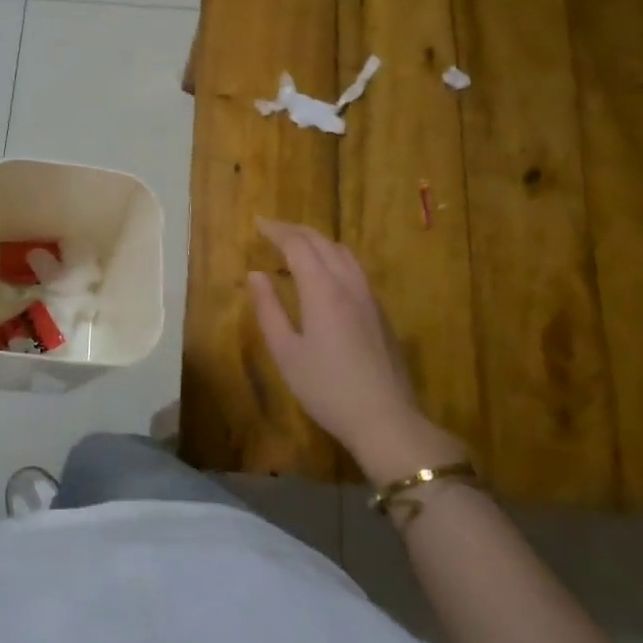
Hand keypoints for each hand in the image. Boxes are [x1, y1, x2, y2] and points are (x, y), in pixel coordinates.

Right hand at [246, 220, 465, 480]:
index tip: (258, 223)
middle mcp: (348, 284)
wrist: (386, 419)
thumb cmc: (327, 388)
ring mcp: (370, 298)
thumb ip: (269, 310)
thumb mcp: (286, 353)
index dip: (276, 231)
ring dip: (318, 242)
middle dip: (296, 231)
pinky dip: (334, 258)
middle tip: (273, 230)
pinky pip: (355, 270)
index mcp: (322, 290)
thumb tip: (255, 275)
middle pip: (323, 243)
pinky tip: (327, 274)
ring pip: (344, 253)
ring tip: (299, 246)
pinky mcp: (382, 314)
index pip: (298, 245)